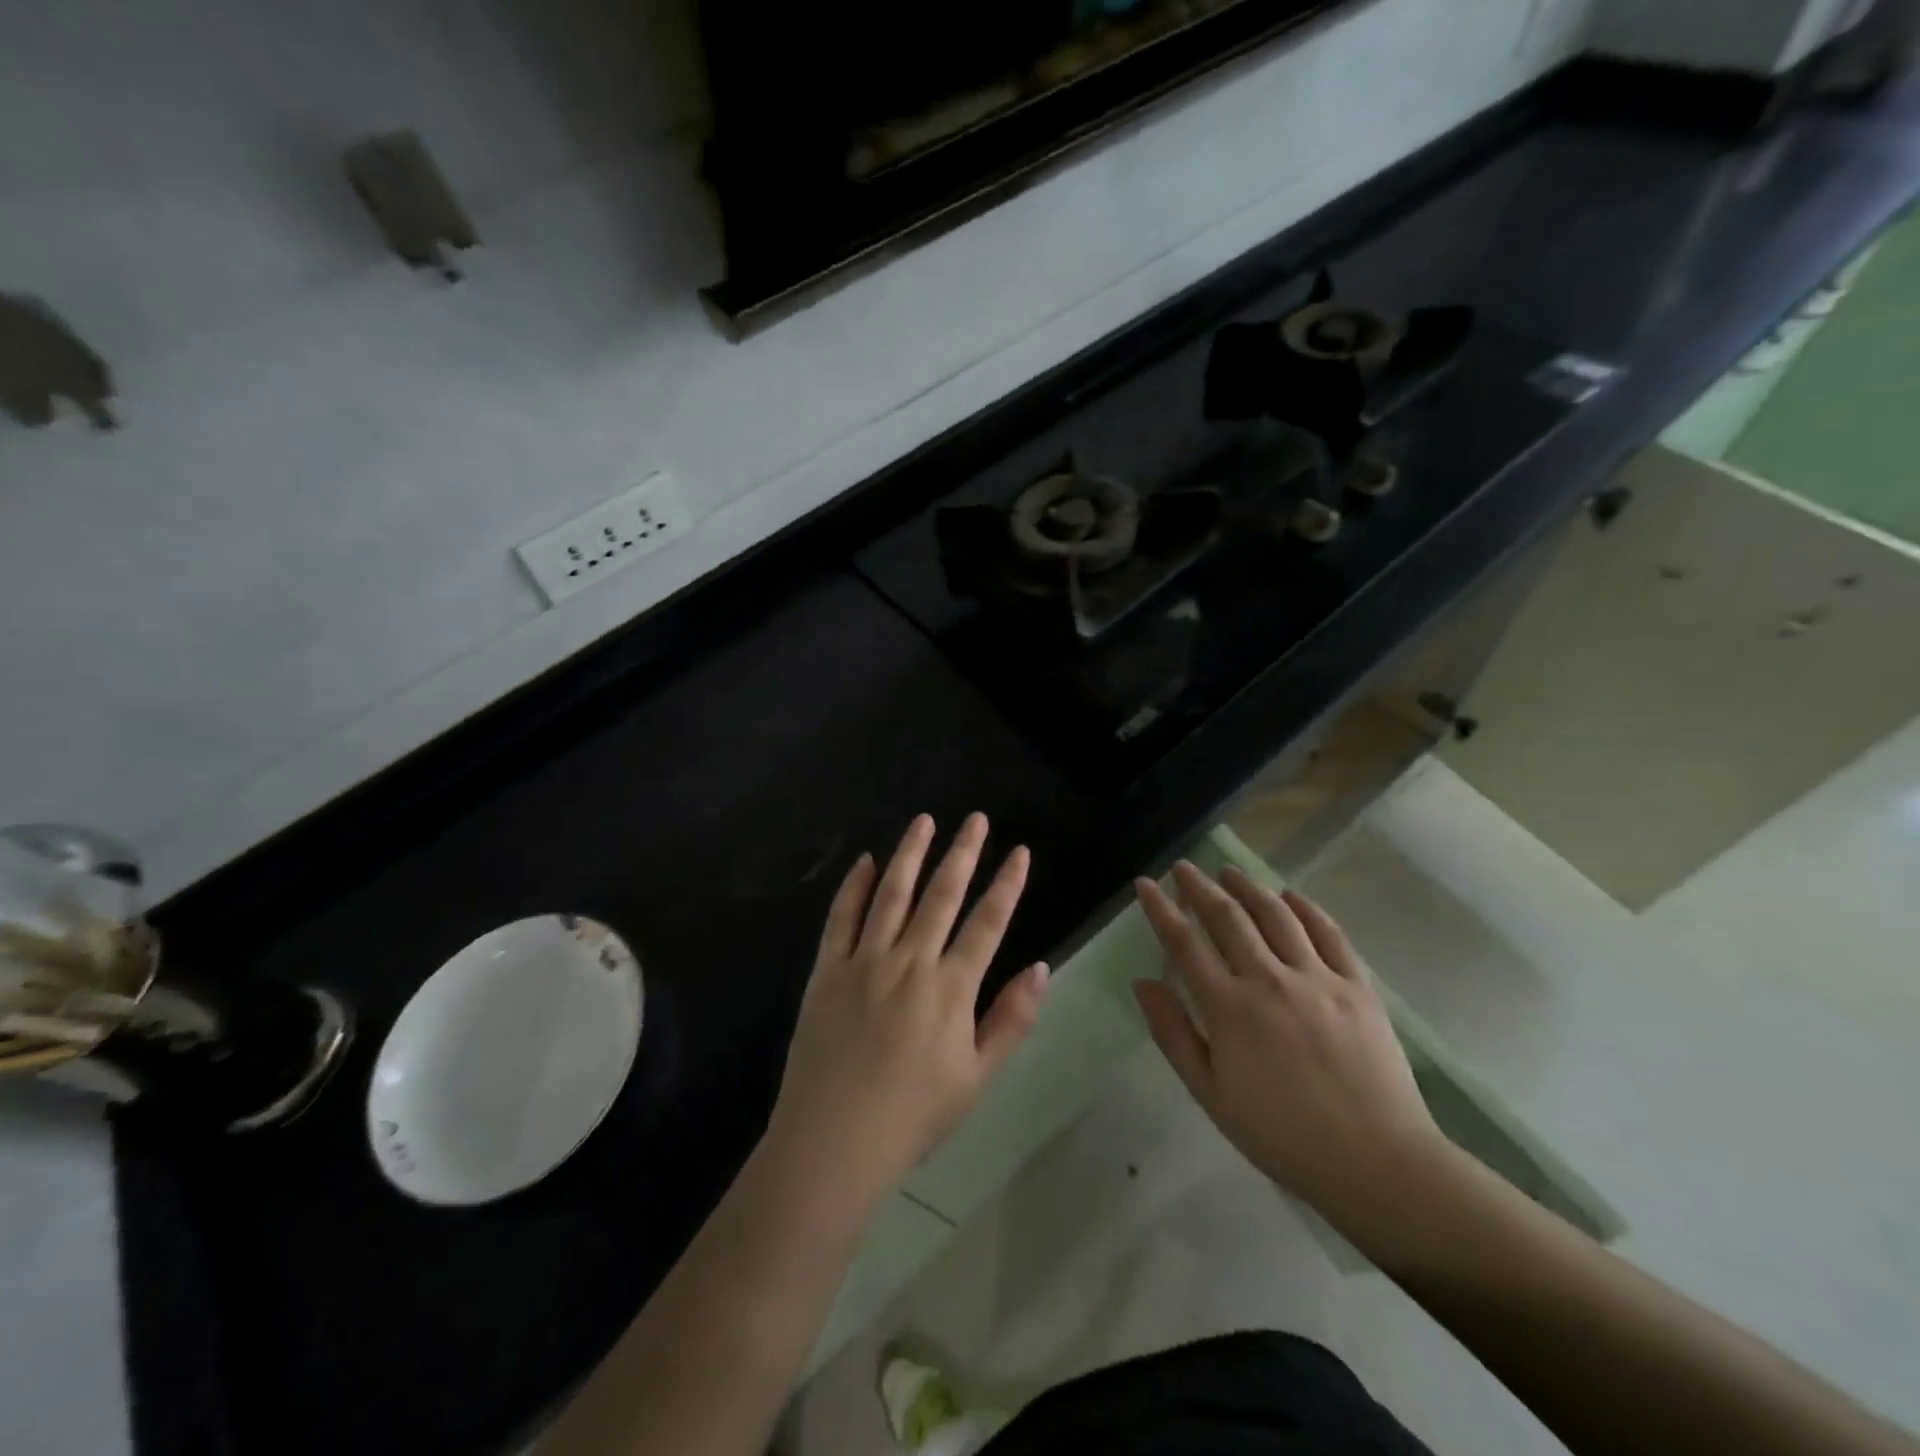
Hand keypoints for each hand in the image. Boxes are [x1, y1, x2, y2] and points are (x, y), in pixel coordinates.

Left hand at [767, 813, 1048, 1214]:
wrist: (832, 1144)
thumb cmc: (913, 1117)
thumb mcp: (977, 1079)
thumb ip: (1011, 1020)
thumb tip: (1041, 967)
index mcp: (950, 988)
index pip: (987, 922)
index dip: (1007, 884)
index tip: (1020, 851)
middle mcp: (909, 962)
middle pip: (941, 895)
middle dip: (962, 852)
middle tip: (975, 818)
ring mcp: (863, 962)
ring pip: (891, 894)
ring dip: (910, 854)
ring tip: (924, 821)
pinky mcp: (826, 971)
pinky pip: (841, 919)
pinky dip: (854, 887)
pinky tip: (865, 862)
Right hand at [1133, 862, 1449, 1230]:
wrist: (1377, 1163)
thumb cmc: (1282, 1135)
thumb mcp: (1211, 1094)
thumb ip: (1173, 1033)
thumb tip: (1142, 982)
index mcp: (1229, 1009)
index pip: (1184, 943)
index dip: (1160, 909)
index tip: (1145, 884)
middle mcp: (1270, 980)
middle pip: (1228, 917)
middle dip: (1200, 886)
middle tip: (1183, 868)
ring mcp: (1318, 978)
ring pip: (1276, 915)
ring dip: (1248, 887)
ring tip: (1229, 871)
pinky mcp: (1357, 986)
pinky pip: (1329, 933)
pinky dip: (1306, 908)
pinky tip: (1290, 895)